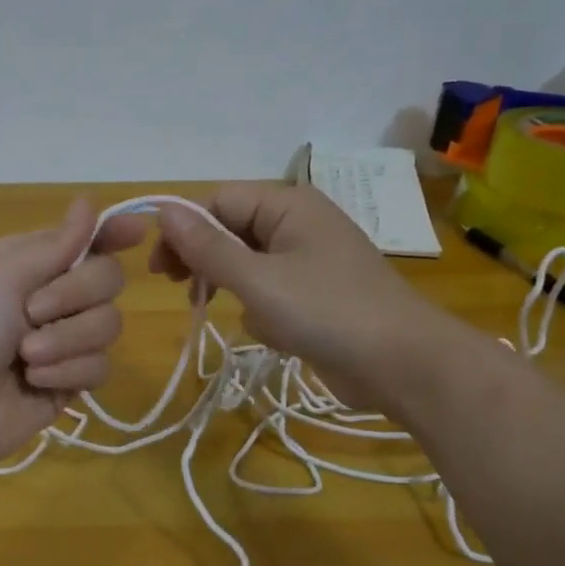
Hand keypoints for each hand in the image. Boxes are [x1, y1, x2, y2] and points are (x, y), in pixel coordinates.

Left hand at [0, 197, 146, 478]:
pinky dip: (67, 372)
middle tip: (32, 311)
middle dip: (77, 294)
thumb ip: (57, 244)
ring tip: (26, 355)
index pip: (86, 240)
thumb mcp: (2, 273)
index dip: (113, 233)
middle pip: (108, 279)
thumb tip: (88, 201)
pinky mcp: (70, 382)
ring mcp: (64, 341)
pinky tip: (33, 381)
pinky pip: (100, 368)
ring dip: (67, 340)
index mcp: (31, 262)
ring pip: (109, 325)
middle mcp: (53, 296)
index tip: (136, 232)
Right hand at [150, 182, 442, 410]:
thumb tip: (163, 211)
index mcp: (288, 205)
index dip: (185, 230)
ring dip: (234, 290)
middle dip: (207, 262)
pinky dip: (262, 311)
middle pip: (232, 230)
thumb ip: (207, 247)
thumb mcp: (257, 280)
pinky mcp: (316, 295)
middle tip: (183, 292)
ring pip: (247, 265)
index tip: (161, 269)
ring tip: (238, 316)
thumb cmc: (327, 312)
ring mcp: (309, 261)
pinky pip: (270, 292)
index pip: (219, 201)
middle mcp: (298, 225)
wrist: (402, 365)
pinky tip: (274, 334)